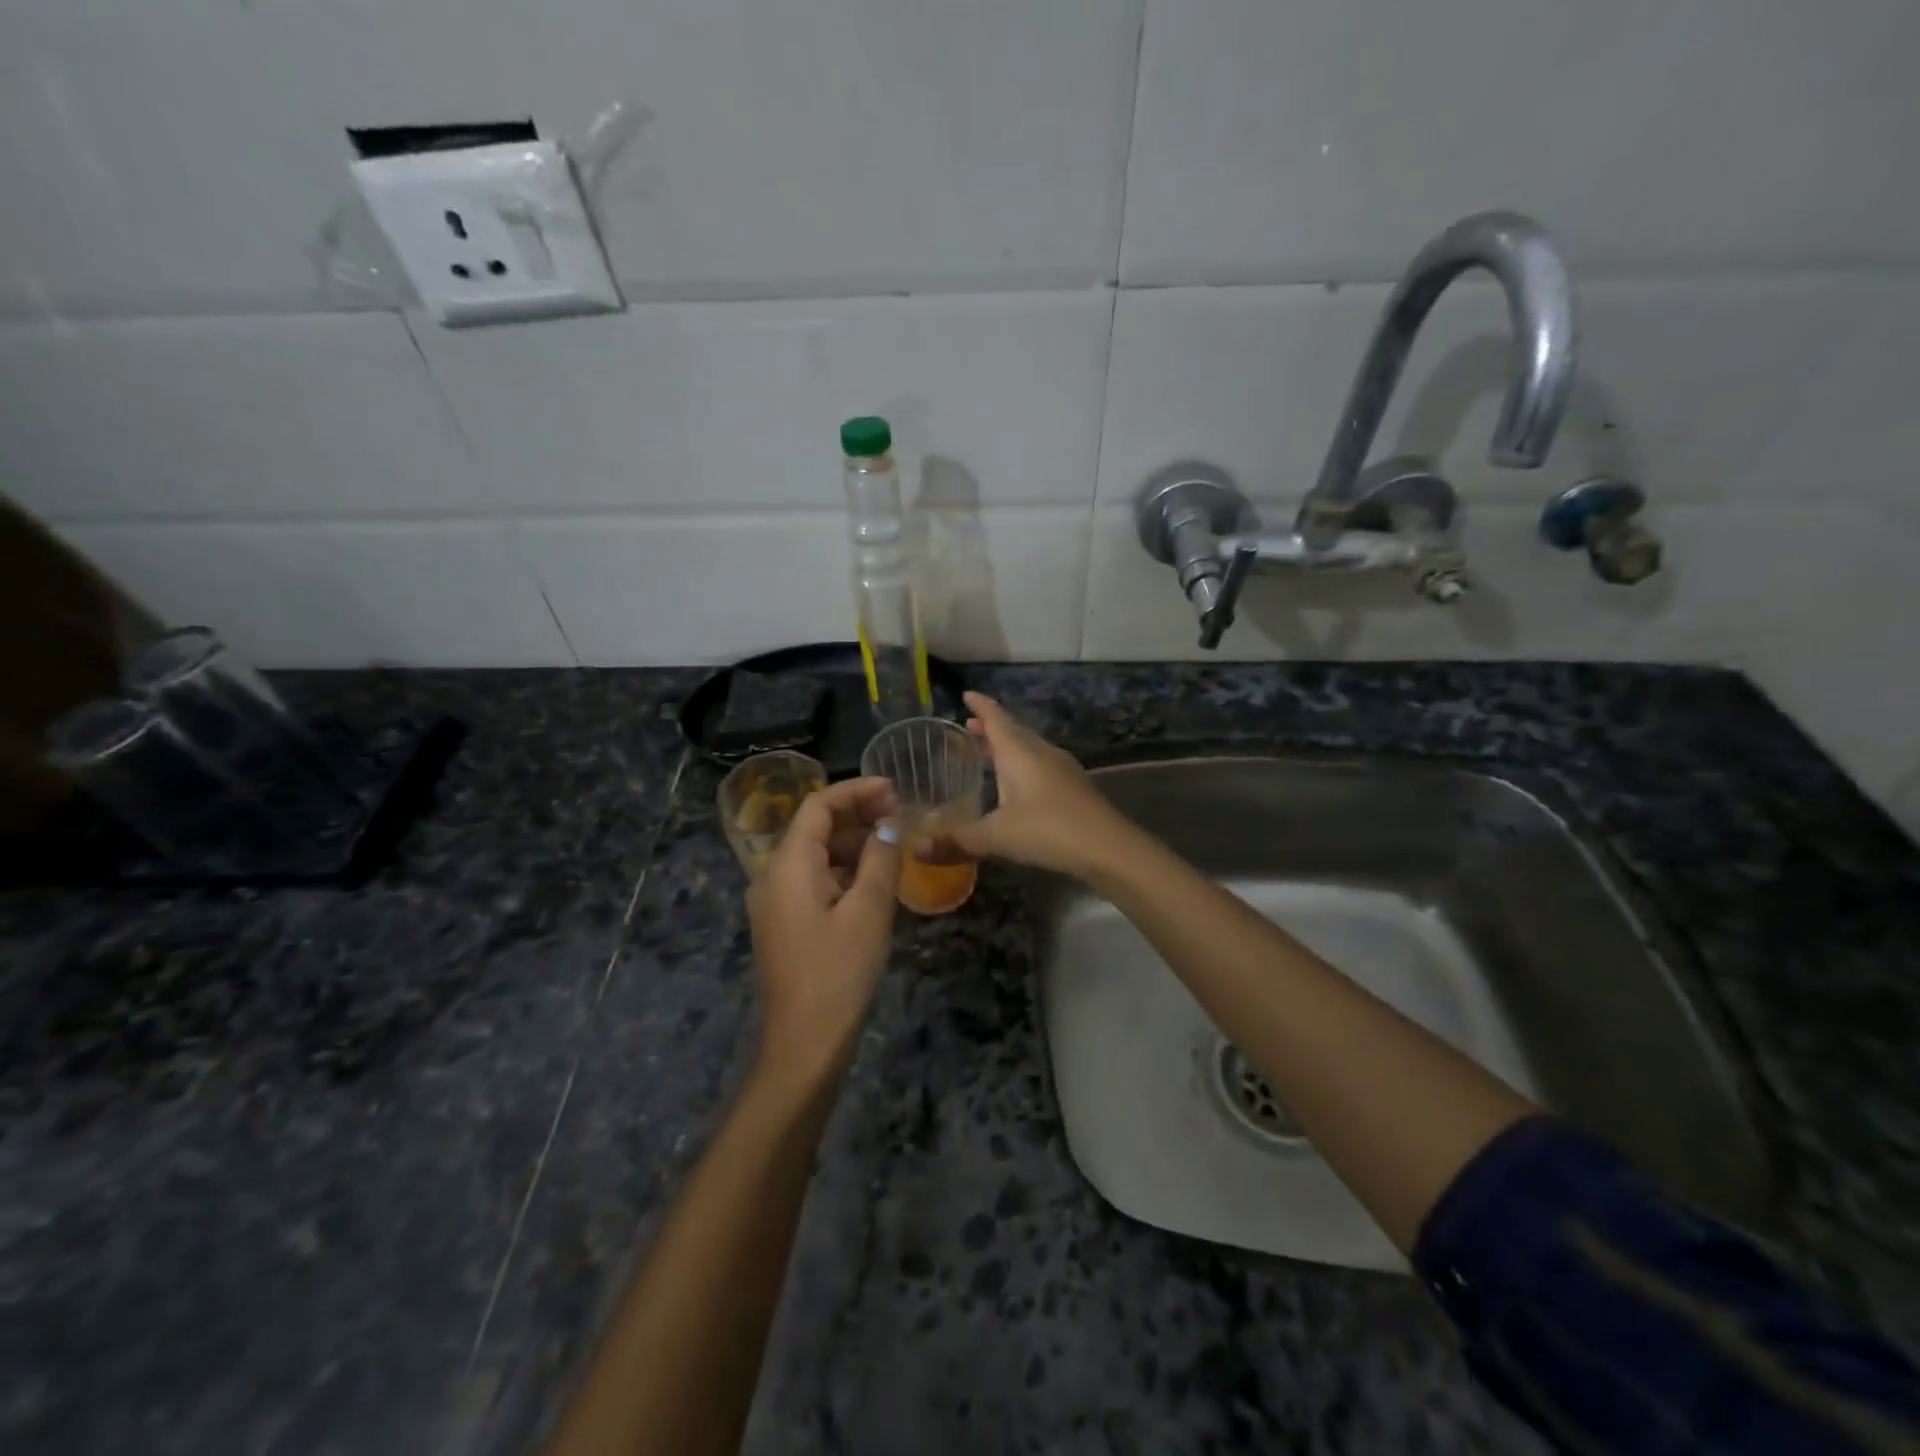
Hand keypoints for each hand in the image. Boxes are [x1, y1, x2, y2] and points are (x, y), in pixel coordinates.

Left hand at [746, 777, 901, 1085]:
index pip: (818, 806)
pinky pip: (813, 879)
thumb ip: (881, 859)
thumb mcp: (869, 910)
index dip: (856, 790)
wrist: (805, 1043)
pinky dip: (843, 869)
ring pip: (815, 854)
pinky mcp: (784, 922)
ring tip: (893, 843)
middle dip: (856, 815)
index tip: (894, 788)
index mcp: (787, 864)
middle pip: (813, 828)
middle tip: (900, 814)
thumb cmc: (838, 971)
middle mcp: (772, 875)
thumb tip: (889, 826)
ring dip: (852, 843)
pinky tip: (874, 877)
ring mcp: (774, 901)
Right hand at [948, 693, 1137, 880]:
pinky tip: (1018, 786)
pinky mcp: (1073, 788)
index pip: (996, 718)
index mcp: (1020, 752)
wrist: (1109, 848)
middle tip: (970, 726)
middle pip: (1014, 731)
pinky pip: (1041, 766)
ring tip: (989, 753)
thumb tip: (914, 848)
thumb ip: (955, 841)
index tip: (967, 694)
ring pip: (1029, 749)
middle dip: (991, 727)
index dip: (981, 706)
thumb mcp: (996, 837)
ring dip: (1009, 747)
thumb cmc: (1048, 830)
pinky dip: (1023, 766)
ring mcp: (1062, 769)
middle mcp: (1041, 752)